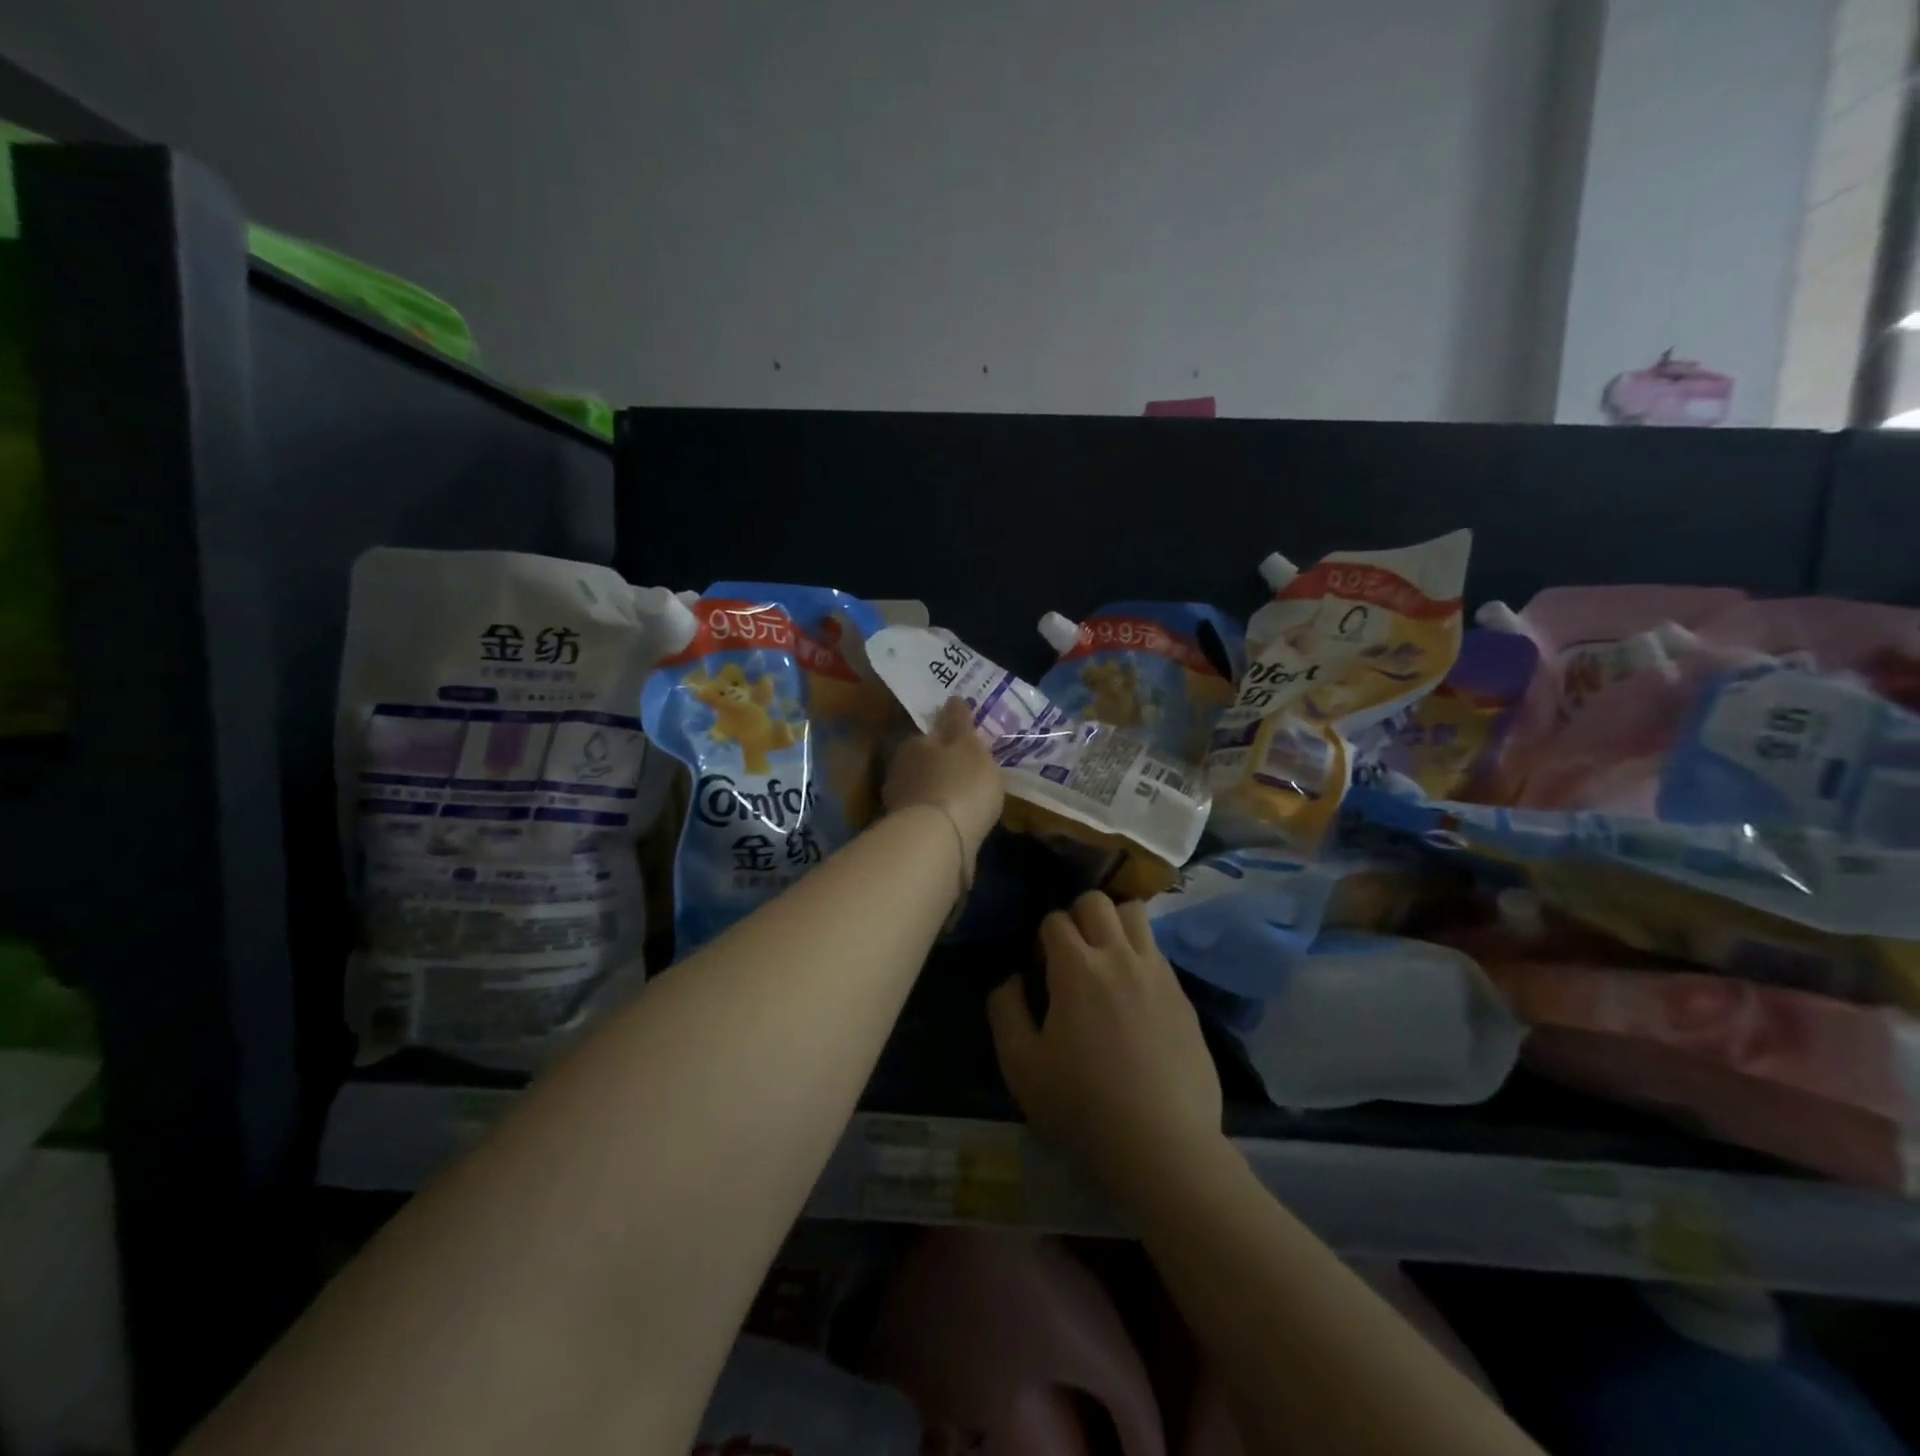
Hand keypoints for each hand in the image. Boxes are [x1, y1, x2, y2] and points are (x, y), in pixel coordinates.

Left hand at [883, 697, 1003, 859]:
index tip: (963, 749)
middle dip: (939, 769)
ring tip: (962, 802)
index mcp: (913, 745)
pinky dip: (937, 819)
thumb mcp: (970, 746)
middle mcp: (898, 772)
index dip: (946, 741)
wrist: (938, 841)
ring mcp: (898, 805)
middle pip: (921, 765)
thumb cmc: (960, 783)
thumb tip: (952, 698)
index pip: (928, 737)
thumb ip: (960, 723)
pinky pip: (925, 819)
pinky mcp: (905, 835)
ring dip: (937, 795)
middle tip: (964, 776)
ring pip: (921, 793)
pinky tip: (954, 825)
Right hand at [988, 892, 1223, 1197]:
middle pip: (1097, 902)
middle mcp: (1120, 956)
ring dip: (1115, 924)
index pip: (1055, 920)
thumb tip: (1011, 979)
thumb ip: (1006, 1011)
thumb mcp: (1021, 1066)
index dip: (1042, 941)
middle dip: (1077, 916)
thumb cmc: (1083, 1106)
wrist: (1164, 1146)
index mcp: (1077, 968)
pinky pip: (1158, 952)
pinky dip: (1140, 956)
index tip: (1041, 973)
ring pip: (1136, 914)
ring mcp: (1158, 973)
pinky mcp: (1183, 996)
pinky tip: (1135, 996)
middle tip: (1071, 956)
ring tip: (1107, 962)